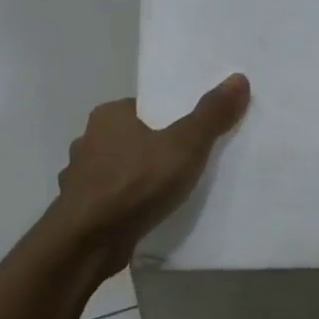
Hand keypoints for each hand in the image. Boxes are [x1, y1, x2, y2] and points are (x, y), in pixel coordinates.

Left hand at [55, 74, 250, 269]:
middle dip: (152, 150)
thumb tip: (238, 78)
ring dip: (136, 179)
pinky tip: (143, 216)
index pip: (142, 108)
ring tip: (167, 193)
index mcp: (108, 116)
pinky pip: (109, 200)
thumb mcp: (185, 145)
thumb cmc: (136, 183)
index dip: (167, 119)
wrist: (89, 240)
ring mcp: (79, 177)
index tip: (191, 134)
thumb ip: (211, 115)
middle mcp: (87, 140)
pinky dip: (124, 205)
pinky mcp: (80, 209)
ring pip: (116, 171)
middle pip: (130, 139)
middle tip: (187, 164)